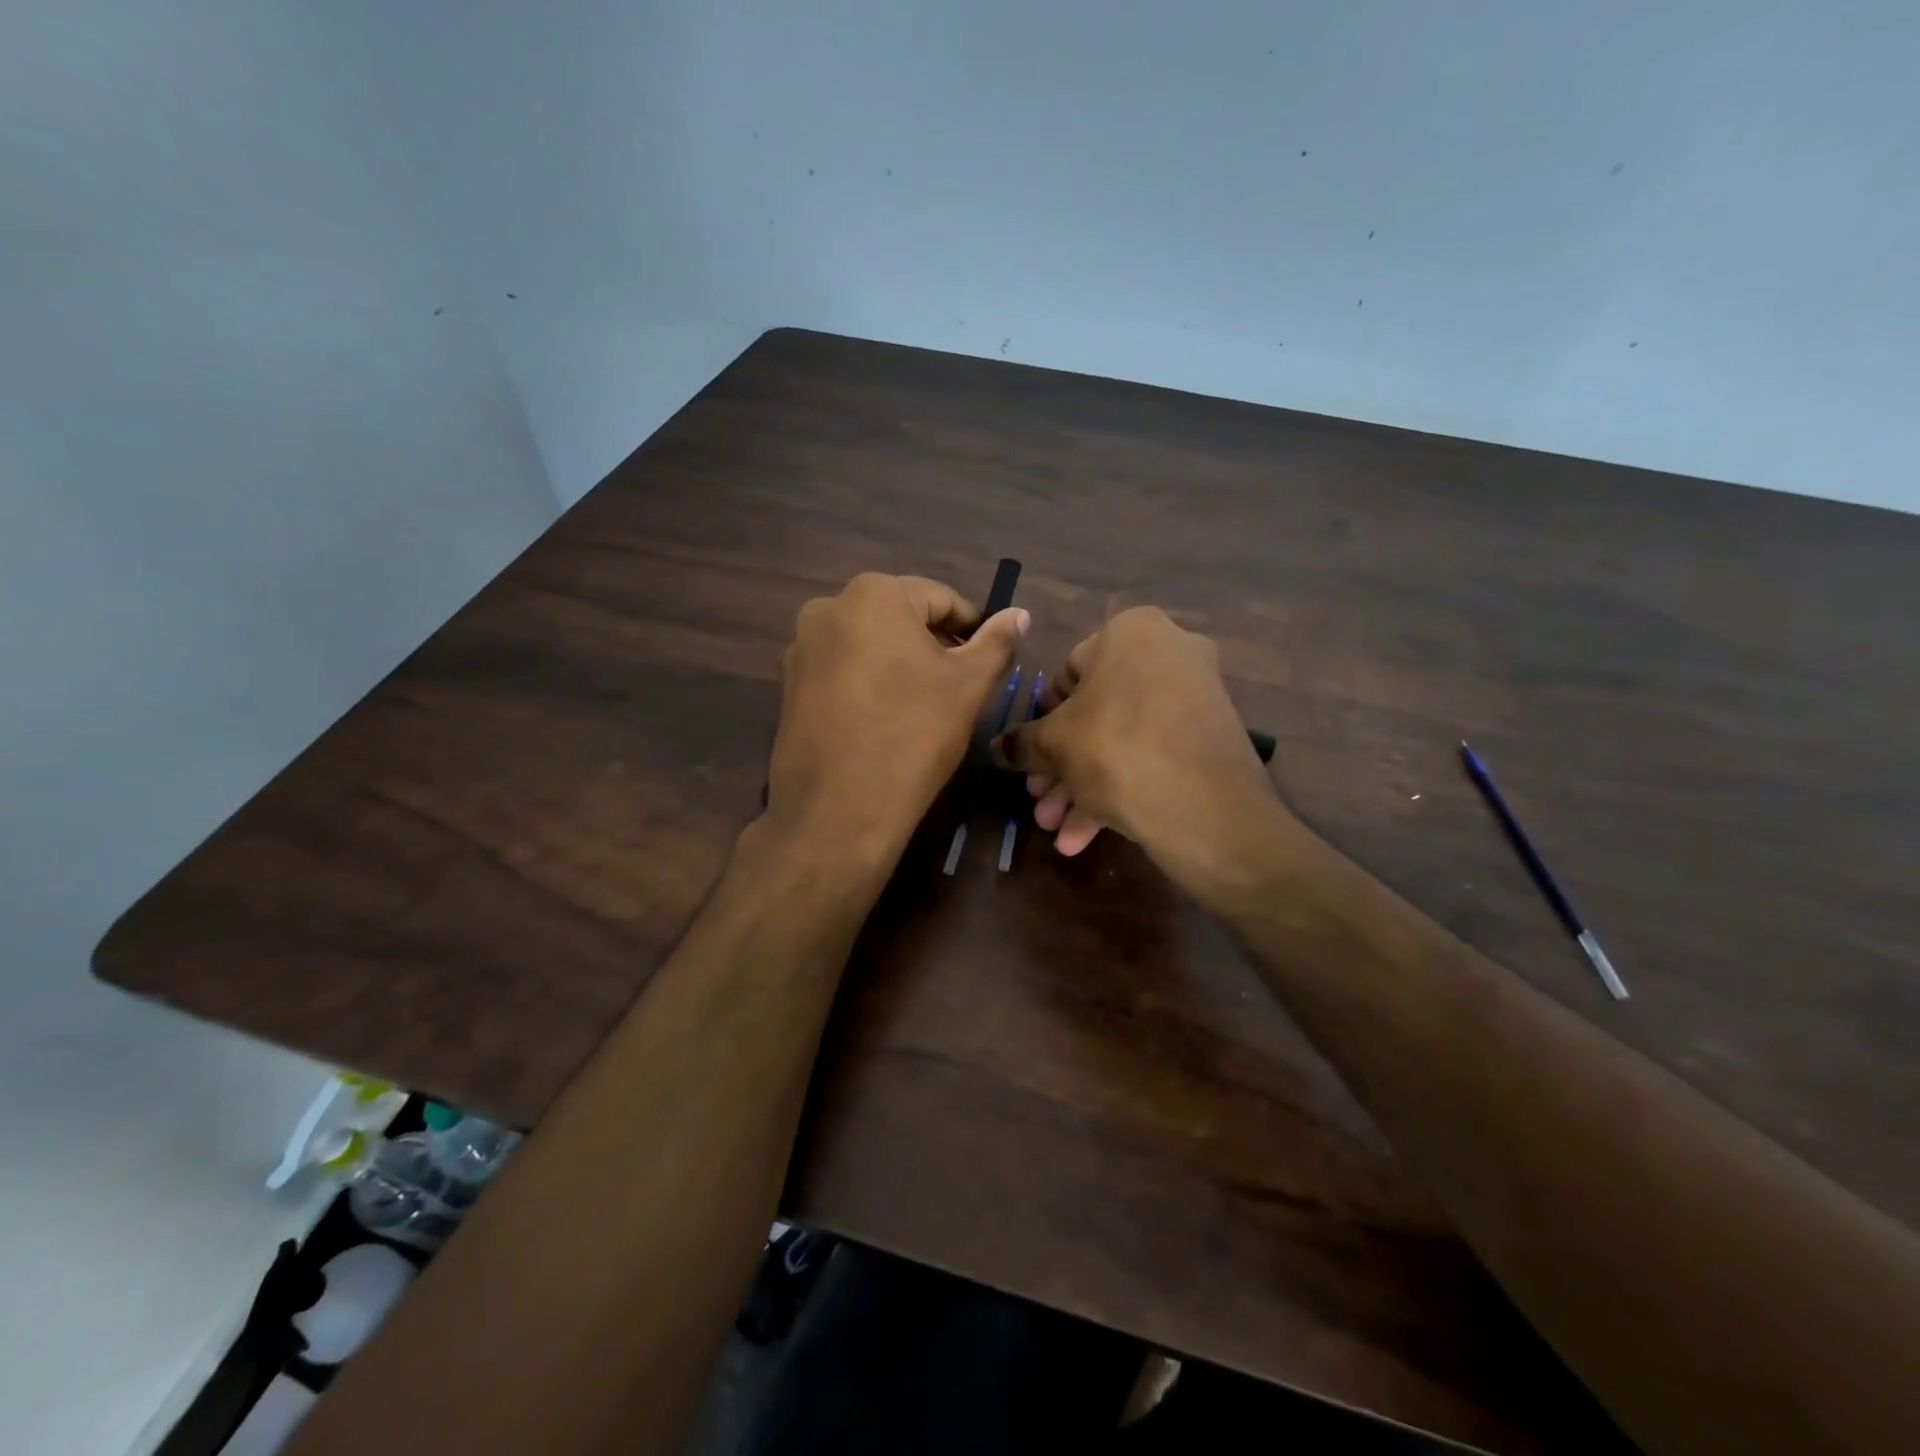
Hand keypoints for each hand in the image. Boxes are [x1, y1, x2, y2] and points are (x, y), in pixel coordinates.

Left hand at [765, 573, 1028, 860]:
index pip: (941, 599)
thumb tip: (1019, 614)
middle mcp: (828, 607)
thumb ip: (997, 642)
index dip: (974, 628)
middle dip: (935, 647)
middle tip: (962, 688)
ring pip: (870, 645)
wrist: (839, 808)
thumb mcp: (968, 685)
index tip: (991, 661)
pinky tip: (887, 720)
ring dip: (902, 665)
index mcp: (873, 594)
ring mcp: (801, 648)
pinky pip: (843, 671)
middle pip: (901, 618)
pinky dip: (870, 684)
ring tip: (926, 707)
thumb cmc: (914, 734)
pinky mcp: (789, 686)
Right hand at [992, 607, 1291, 897]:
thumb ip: (1022, 742)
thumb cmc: (1116, 750)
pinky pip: (1154, 754)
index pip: (1067, 673)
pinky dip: (1121, 788)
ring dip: (1084, 786)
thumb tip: (997, 747)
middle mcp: (1170, 652)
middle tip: (1040, 801)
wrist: (1206, 809)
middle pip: (1096, 713)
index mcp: (1130, 631)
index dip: (1042, 719)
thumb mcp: (1055, 745)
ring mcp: (1196, 696)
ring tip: (1057, 830)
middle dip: (1062, 765)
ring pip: (1123, 740)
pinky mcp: (1212, 737)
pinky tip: (1086, 837)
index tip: (1030, 754)